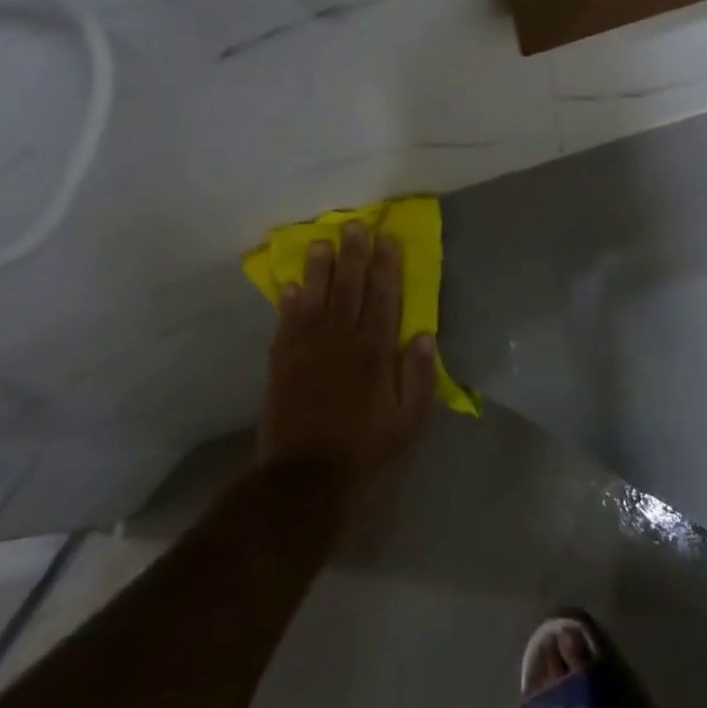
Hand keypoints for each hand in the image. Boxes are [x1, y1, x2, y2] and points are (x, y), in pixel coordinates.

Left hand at [258, 224, 435, 482]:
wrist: (305, 481)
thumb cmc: (366, 452)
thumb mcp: (408, 422)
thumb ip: (419, 377)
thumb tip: (424, 336)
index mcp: (374, 352)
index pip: (383, 298)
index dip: (386, 266)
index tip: (387, 239)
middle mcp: (341, 341)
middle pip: (349, 288)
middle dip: (353, 255)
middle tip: (354, 226)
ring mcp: (307, 350)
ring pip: (315, 298)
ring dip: (319, 269)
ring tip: (322, 243)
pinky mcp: (282, 365)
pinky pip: (286, 325)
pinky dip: (288, 303)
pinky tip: (291, 286)